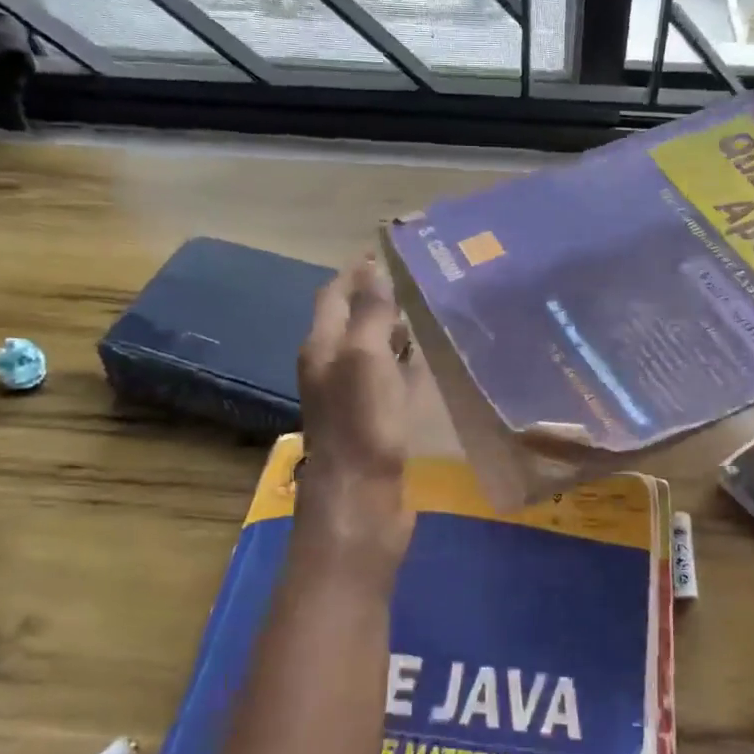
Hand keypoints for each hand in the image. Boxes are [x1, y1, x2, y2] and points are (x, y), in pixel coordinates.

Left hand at [295, 256, 414, 564]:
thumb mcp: (365, 358)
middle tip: (423, 279)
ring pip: (372, 350)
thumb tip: (371, 266)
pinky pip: (388, 380)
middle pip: (352, 321)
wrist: (362, 503)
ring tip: (431, 311)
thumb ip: (369, 312)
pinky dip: (404, 363)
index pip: (334, 294)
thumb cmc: (363, 426)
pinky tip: (428, 362)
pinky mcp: (373, 424)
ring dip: (394, 330)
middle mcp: (332, 368)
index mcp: (322, 347)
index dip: (357, 271)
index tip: (392, 250)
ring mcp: (352, 399)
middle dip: (379, 297)